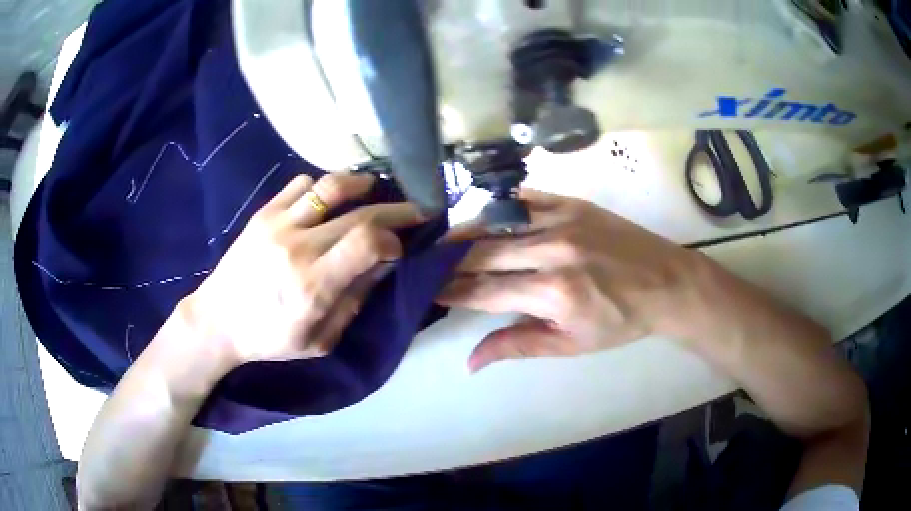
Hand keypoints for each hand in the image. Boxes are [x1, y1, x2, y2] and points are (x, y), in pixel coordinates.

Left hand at [184, 172, 422, 367]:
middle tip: (414, 211)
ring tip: (374, 189)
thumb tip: (381, 266)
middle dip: (396, 210)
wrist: (218, 321)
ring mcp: (278, 224)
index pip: (367, 242)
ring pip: (331, 186)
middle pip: (360, 212)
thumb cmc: (270, 338)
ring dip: (361, 184)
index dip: (393, 238)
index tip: (399, 248)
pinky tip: (329, 199)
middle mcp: (298, 247)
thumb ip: (353, 302)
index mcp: (313, 285)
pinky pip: (300, 184)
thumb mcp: (319, 340)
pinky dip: (323, 187)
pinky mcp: (263, 213)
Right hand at [439, 189, 708, 371]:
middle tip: (423, 264)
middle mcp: (552, 251)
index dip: (451, 292)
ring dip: (465, 232)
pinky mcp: (574, 202)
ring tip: (440, 240)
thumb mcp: (572, 345)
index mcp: (553, 293)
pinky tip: (482, 214)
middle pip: (482, 254)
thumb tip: (470, 362)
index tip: (427, 290)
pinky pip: (525, 198)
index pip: (484, 292)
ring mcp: (563, 220)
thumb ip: (518, 346)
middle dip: (447, 261)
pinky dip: (498, 207)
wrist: (668, 284)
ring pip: (497, 222)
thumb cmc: (621, 321)